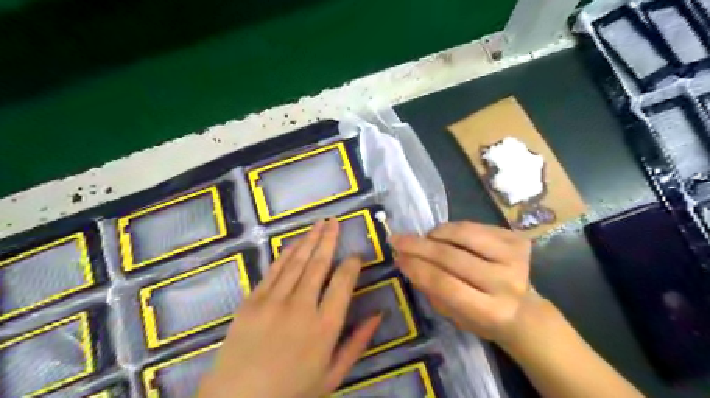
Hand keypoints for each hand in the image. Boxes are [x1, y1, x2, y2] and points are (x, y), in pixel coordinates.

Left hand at [195, 219, 383, 397]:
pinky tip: (295, 242)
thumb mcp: (333, 375)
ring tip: (320, 223)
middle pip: (319, 264)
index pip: (343, 283)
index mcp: (325, 327)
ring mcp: (274, 301)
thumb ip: (357, 343)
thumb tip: (378, 315)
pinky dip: (286, 254)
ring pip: (297, 261)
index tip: (355, 255)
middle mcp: (301, 307)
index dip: (351, 264)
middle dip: (329, 239)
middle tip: (335, 222)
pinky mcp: (253, 300)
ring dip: (310, 239)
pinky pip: (274, 270)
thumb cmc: (292, 391)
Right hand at [391, 223, 534, 346]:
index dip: (417, 268)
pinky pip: (473, 226)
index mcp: (490, 312)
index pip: (445, 284)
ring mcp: (515, 258)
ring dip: (436, 234)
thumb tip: (407, 260)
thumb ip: (431, 289)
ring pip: (462, 234)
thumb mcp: (453, 315)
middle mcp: (506, 284)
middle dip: (418, 246)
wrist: (524, 310)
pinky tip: (446, 237)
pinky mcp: (516, 240)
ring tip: (426, 239)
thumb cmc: (482, 317)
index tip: (397, 257)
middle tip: (398, 239)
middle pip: (451, 256)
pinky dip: (453, 229)